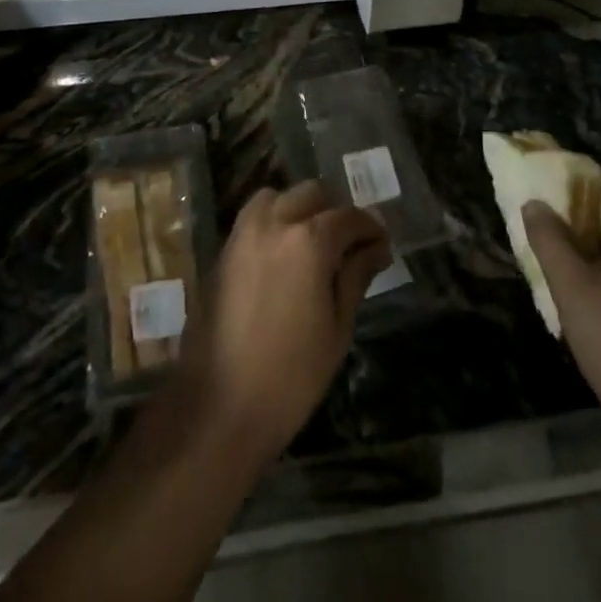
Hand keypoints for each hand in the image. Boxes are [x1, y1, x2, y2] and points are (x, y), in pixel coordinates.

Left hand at [172, 181, 390, 467]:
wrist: (218, 407)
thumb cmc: (291, 376)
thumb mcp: (337, 327)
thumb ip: (356, 276)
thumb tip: (377, 247)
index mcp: (308, 240)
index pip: (349, 217)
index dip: (370, 228)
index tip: (382, 246)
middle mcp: (273, 222)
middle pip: (312, 194)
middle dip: (335, 212)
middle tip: (350, 245)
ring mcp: (242, 233)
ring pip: (278, 197)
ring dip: (300, 209)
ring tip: (314, 245)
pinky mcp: (222, 250)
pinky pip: (254, 217)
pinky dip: (274, 221)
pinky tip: (284, 256)